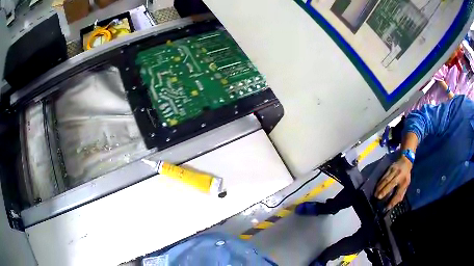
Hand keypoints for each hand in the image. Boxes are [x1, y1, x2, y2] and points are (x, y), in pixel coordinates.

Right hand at [375, 156, 411, 209]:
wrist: (406, 160)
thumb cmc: (406, 175)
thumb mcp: (406, 184)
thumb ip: (401, 193)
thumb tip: (394, 203)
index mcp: (405, 181)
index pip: (399, 192)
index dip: (393, 200)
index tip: (387, 207)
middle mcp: (399, 176)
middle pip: (391, 184)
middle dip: (384, 191)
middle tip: (378, 198)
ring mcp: (394, 171)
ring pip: (386, 179)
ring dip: (380, 187)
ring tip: (375, 194)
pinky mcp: (390, 168)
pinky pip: (384, 176)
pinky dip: (379, 182)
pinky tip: (376, 187)